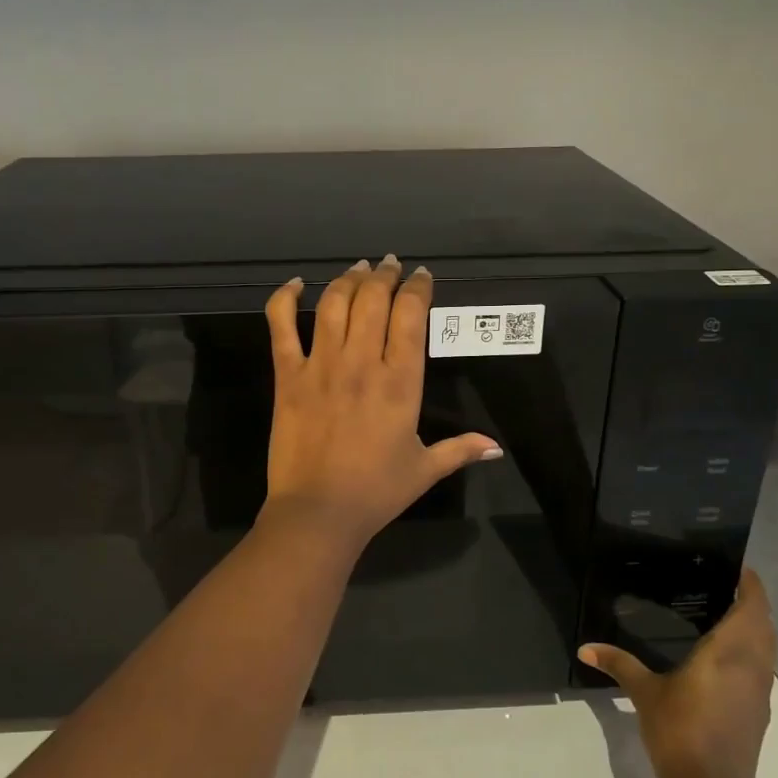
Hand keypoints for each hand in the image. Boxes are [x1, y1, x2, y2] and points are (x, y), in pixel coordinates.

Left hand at [261, 256, 500, 551]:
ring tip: (357, 269)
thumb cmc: (376, 492)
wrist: (318, 512)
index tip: (420, 276)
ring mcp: (321, 365)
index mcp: (401, 382)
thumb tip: (497, 448)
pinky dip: (285, 299)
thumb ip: (460, 450)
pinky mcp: (288, 376)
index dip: (417, 287)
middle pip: (373, 299)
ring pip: (334, 304)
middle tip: (388, 265)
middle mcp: (362, 363)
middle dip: (384, 275)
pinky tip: (295, 284)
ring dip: (347, 279)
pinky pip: (281, 326)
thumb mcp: (425, 469)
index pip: (411, 315)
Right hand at [580, 569, 776, 777]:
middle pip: (765, 626)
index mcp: (729, 653)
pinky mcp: (758, 714)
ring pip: (768, 650)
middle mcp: (752, 667)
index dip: (750, 585)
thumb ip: (619, 664)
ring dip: (756, 629)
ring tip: (726, 616)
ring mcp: (760, 693)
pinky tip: (726, 659)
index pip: (752, 608)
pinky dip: (752, 654)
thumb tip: (585, 648)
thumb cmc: (679, 731)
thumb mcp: (644, 693)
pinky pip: (762, 670)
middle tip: (725, 586)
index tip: (738, 567)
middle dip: (752, 604)